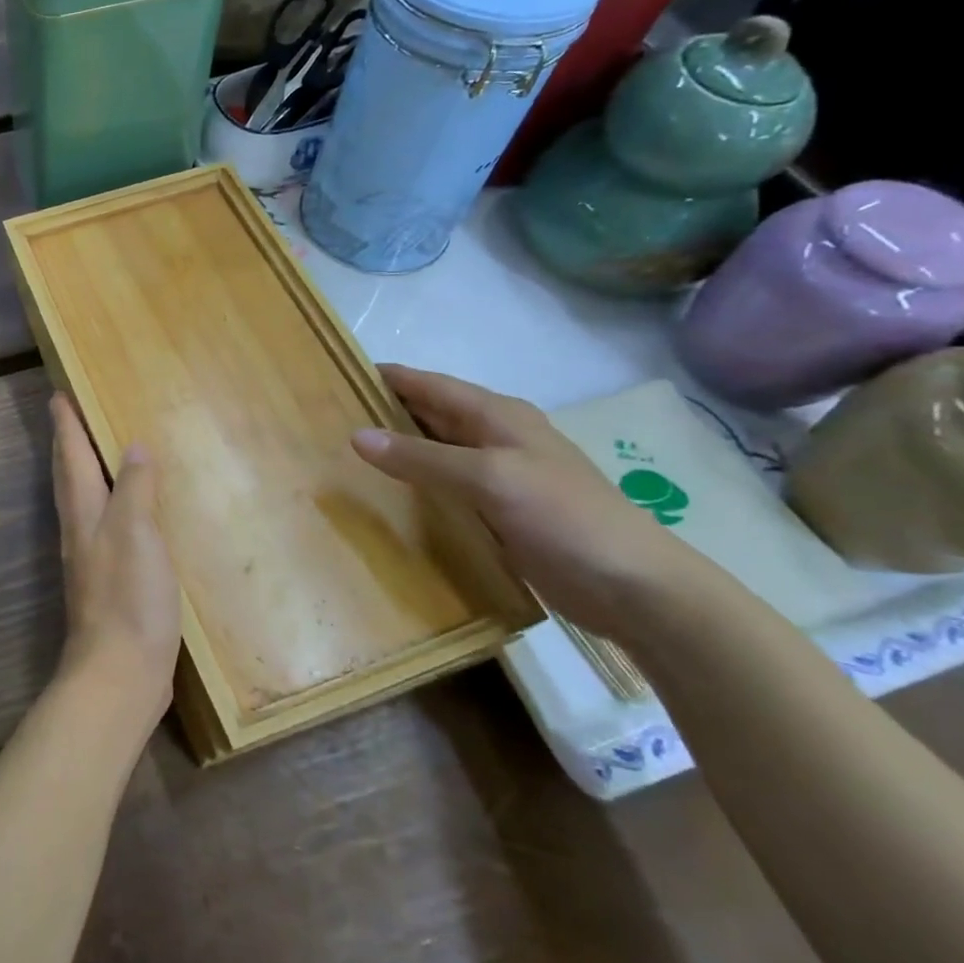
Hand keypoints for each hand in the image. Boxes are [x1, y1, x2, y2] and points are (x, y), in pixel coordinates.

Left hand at [49, 394, 180, 735]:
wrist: (119, 674)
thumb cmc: (128, 598)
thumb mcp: (136, 533)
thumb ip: (135, 488)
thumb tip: (133, 446)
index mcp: (84, 512)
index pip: (72, 455)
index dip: (66, 424)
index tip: (58, 394)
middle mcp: (80, 529)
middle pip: (69, 475)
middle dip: (68, 443)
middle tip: (69, 414)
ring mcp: (91, 558)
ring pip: (82, 500)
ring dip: (83, 471)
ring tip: (96, 452)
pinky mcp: (108, 581)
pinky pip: (103, 526)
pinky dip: (109, 504)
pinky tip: (127, 512)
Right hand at [351, 365, 712, 647]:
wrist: (636, 588)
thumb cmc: (564, 518)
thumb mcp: (489, 479)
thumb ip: (422, 457)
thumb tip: (356, 435)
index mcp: (496, 415)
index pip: (428, 384)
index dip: (385, 377)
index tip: (335, 374)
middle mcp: (494, 437)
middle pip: (428, 415)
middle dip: (383, 412)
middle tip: (327, 420)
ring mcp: (498, 476)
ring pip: (435, 452)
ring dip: (396, 451)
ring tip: (342, 457)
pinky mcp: (499, 512)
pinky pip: (445, 488)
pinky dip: (415, 486)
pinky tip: (385, 498)